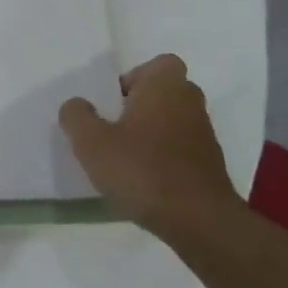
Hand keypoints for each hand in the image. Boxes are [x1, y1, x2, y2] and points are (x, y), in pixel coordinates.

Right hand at [59, 54, 239, 238]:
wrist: (201, 224)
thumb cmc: (143, 170)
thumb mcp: (92, 142)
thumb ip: (77, 116)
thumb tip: (76, 105)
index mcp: (165, 85)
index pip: (157, 64)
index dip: (135, 78)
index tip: (115, 102)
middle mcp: (190, 102)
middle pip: (164, 93)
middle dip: (141, 106)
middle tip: (115, 127)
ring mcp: (205, 135)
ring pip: (174, 122)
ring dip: (153, 134)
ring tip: (127, 160)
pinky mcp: (211, 166)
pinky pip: (182, 150)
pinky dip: (166, 159)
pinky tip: (147, 183)